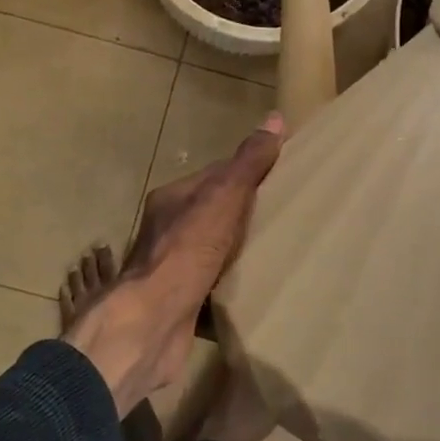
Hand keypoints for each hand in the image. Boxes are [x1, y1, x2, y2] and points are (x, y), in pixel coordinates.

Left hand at [66, 113, 283, 415]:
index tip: (281, 179)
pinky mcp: (180, 302)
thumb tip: (275, 119)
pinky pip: (213, 286)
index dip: (246, 174)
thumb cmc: (187, 251)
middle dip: (246, 216)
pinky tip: (258, 288)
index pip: (214, 177)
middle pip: (214, 214)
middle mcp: (166, 231)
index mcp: (172, 200)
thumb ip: (247, 163)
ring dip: (240, 252)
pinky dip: (232, 286)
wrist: (153, 321)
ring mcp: (171, 269)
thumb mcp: (223, 198)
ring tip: (278, 252)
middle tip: (286, 218)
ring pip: (213, 252)